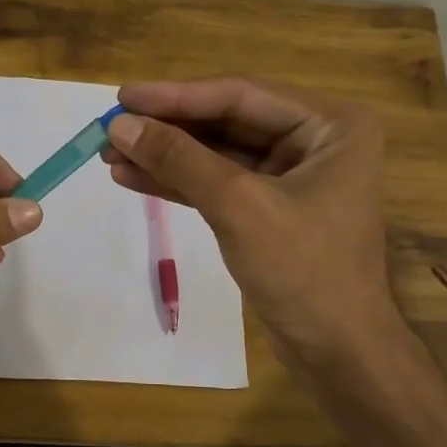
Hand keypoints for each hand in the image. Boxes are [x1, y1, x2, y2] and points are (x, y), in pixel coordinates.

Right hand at [102, 78, 398, 368]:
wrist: (337, 350)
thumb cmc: (304, 270)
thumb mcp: (239, 206)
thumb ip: (180, 160)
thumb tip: (121, 126)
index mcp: (331, 124)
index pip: (240, 96)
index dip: (177, 97)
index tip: (122, 97)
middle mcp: (315, 139)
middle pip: (227, 122)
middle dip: (168, 128)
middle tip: (110, 128)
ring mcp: (292, 175)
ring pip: (217, 154)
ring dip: (165, 155)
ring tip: (110, 154)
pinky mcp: (269, 208)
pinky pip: (218, 184)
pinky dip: (178, 182)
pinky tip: (134, 177)